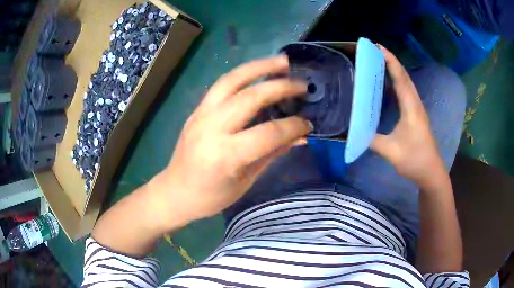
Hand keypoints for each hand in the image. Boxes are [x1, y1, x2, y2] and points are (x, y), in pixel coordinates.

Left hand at [155, 56, 310, 222]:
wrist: (176, 191)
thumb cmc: (211, 196)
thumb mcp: (246, 180)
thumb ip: (273, 154)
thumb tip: (300, 137)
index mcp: (225, 155)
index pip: (268, 133)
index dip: (293, 126)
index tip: (308, 124)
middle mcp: (211, 128)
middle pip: (250, 97)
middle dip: (280, 86)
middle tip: (302, 83)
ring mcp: (201, 115)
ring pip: (231, 80)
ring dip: (259, 67)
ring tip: (281, 61)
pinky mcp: (196, 110)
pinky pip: (222, 85)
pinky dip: (243, 75)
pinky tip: (258, 72)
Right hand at [370, 46, 445, 185]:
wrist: (431, 172)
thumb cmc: (415, 160)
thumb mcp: (391, 151)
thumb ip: (371, 140)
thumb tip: (353, 130)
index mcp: (411, 107)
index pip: (401, 77)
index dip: (390, 60)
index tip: (377, 46)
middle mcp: (415, 103)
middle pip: (404, 76)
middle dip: (390, 60)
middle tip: (373, 51)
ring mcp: (417, 109)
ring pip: (406, 83)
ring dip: (394, 70)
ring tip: (379, 62)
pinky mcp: (416, 115)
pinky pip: (406, 92)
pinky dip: (397, 82)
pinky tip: (388, 84)